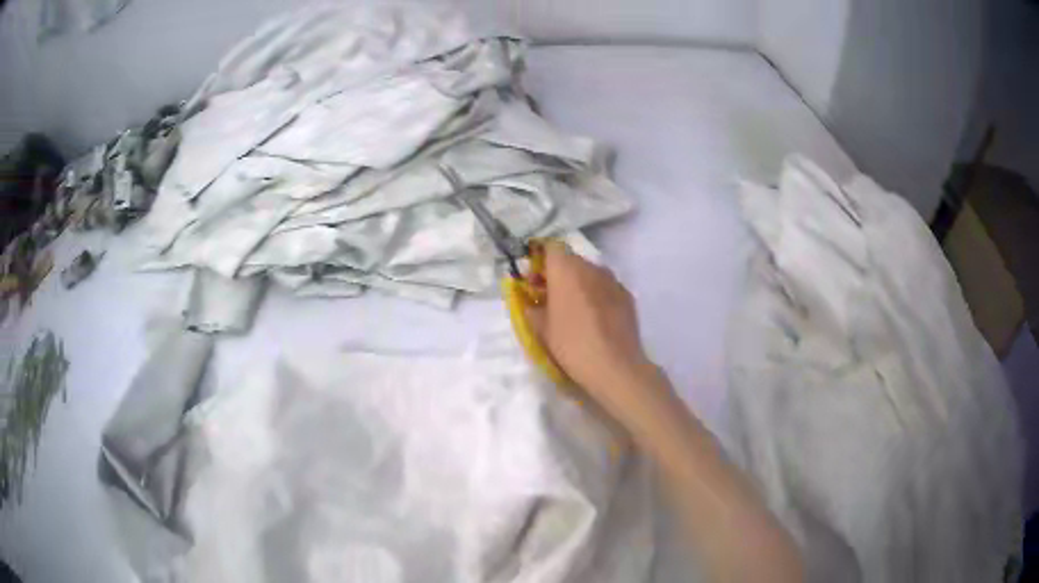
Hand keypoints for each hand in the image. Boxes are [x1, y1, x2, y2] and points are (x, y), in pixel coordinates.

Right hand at [527, 243, 663, 422]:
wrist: (615, 366)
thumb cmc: (571, 344)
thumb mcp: (540, 328)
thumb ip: (530, 306)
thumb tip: (530, 300)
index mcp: (566, 268)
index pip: (549, 247)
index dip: (539, 261)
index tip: (533, 281)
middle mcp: (591, 266)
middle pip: (570, 260)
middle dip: (557, 274)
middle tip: (548, 298)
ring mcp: (612, 279)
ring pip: (589, 273)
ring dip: (577, 284)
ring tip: (572, 310)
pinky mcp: (627, 295)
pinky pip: (605, 288)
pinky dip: (596, 295)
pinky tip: (594, 319)